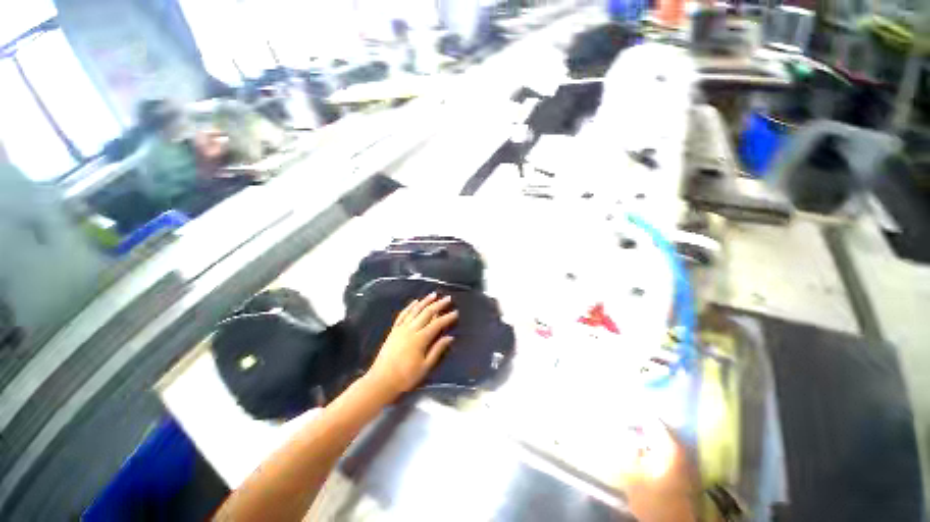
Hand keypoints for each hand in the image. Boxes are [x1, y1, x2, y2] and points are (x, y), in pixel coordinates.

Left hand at [365, 293, 457, 398]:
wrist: (381, 381)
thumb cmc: (406, 377)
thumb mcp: (425, 366)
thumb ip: (437, 350)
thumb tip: (450, 337)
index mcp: (420, 339)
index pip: (437, 324)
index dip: (447, 317)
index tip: (456, 312)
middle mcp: (411, 329)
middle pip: (427, 313)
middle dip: (439, 304)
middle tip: (448, 298)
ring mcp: (401, 328)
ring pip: (415, 310)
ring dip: (425, 301)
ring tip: (433, 294)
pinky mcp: (394, 330)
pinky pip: (402, 314)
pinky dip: (409, 307)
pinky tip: (415, 302)